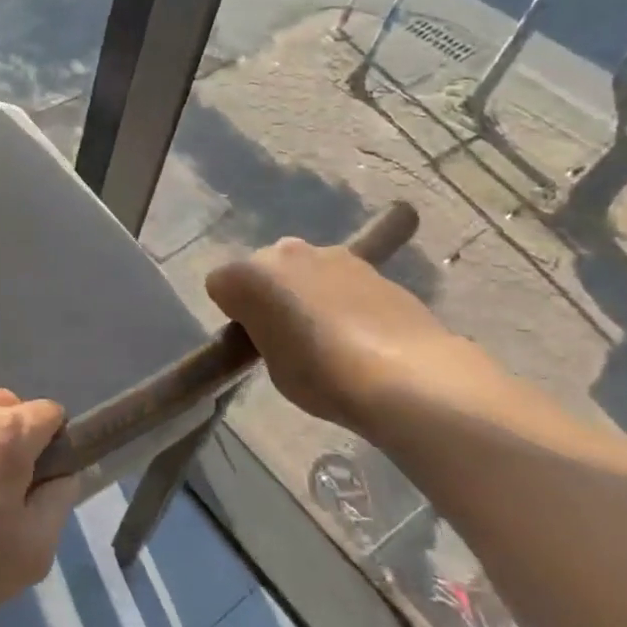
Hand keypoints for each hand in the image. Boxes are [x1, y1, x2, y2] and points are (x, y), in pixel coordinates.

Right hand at [205, 237, 471, 429]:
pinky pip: (341, 280)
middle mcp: (284, 252)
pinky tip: (361, 331)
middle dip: (270, 293)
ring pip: (304, 270)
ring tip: (330, 334)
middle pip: (264, 268)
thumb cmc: (321, 375)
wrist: (406, 375)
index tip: (251, 339)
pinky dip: (343, 297)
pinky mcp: (372, 266)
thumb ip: (264, 334)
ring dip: (308, 291)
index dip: (235, 314)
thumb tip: (277, 326)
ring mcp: (331, 254)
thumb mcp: (272, 364)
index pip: (220, 285)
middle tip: (287, 334)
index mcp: (248, 275)